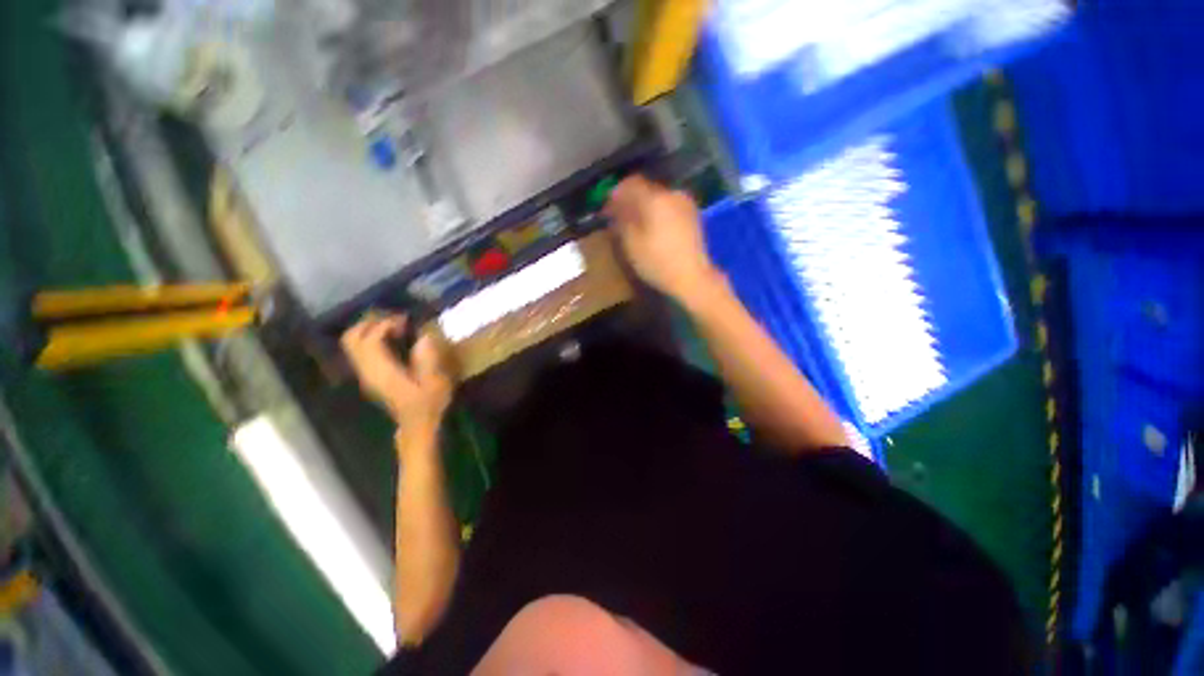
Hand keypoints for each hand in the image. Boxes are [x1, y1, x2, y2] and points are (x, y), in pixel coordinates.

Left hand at [341, 314, 453, 436]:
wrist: (417, 425)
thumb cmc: (429, 403)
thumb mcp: (436, 382)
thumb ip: (428, 359)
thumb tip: (423, 338)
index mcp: (382, 372)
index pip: (370, 340)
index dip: (386, 324)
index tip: (407, 321)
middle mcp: (367, 370)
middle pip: (353, 338)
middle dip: (371, 323)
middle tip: (396, 319)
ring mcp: (365, 373)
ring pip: (352, 342)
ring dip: (369, 329)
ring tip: (393, 326)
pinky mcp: (369, 374)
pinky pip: (360, 349)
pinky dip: (371, 338)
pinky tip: (391, 338)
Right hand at [604, 175, 720, 304]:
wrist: (692, 277)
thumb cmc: (658, 262)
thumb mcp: (631, 244)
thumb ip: (621, 220)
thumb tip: (615, 208)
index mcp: (655, 198)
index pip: (631, 183)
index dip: (616, 193)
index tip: (607, 207)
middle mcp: (672, 194)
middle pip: (646, 188)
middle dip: (631, 199)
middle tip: (620, 216)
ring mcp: (685, 203)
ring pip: (658, 197)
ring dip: (645, 206)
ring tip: (636, 224)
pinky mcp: (693, 215)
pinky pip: (669, 205)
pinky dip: (658, 212)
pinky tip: (653, 228)